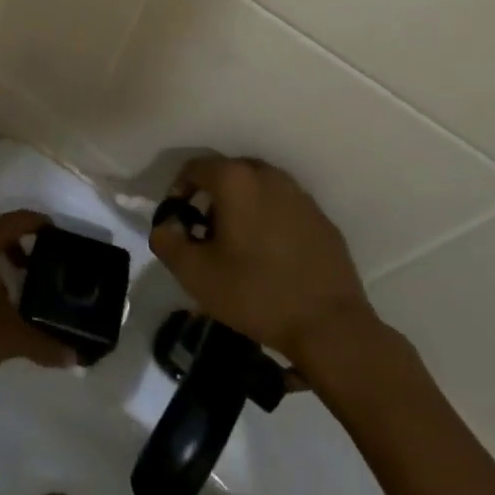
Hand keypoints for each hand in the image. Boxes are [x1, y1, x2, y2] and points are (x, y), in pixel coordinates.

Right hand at [149, 156, 377, 362]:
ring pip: (258, 190)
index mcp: (236, 180)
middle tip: (204, 236)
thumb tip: (164, 226)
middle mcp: (268, 175)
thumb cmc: (255, 293)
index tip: (177, 223)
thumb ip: (167, 241)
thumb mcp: (195, 274)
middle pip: (228, 175)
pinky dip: (269, 221)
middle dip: (211, 200)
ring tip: (237, 247)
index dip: (177, 192)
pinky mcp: (321, 218)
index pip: (194, 168)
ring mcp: (300, 195)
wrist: (329, 326)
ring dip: (241, 209)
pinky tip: (270, 257)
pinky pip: (283, 208)